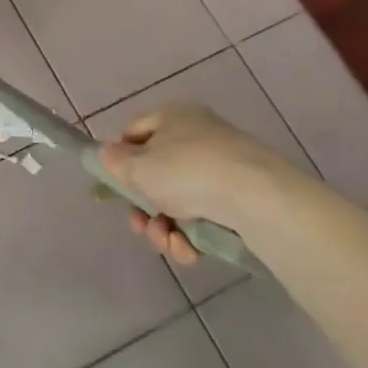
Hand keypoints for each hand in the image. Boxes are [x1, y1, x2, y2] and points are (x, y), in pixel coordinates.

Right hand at [99, 103, 305, 264]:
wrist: (258, 198)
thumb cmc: (186, 171)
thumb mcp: (136, 166)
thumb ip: (114, 161)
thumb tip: (108, 155)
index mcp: (173, 116)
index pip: (133, 133)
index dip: (118, 159)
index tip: (114, 187)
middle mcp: (198, 136)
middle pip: (156, 174)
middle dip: (143, 207)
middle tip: (140, 225)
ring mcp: (222, 168)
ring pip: (178, 201)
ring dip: (164, 227)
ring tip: (167, 242)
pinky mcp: (242, 199)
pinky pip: (205, 215)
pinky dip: (191, 236)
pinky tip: (189, 251)